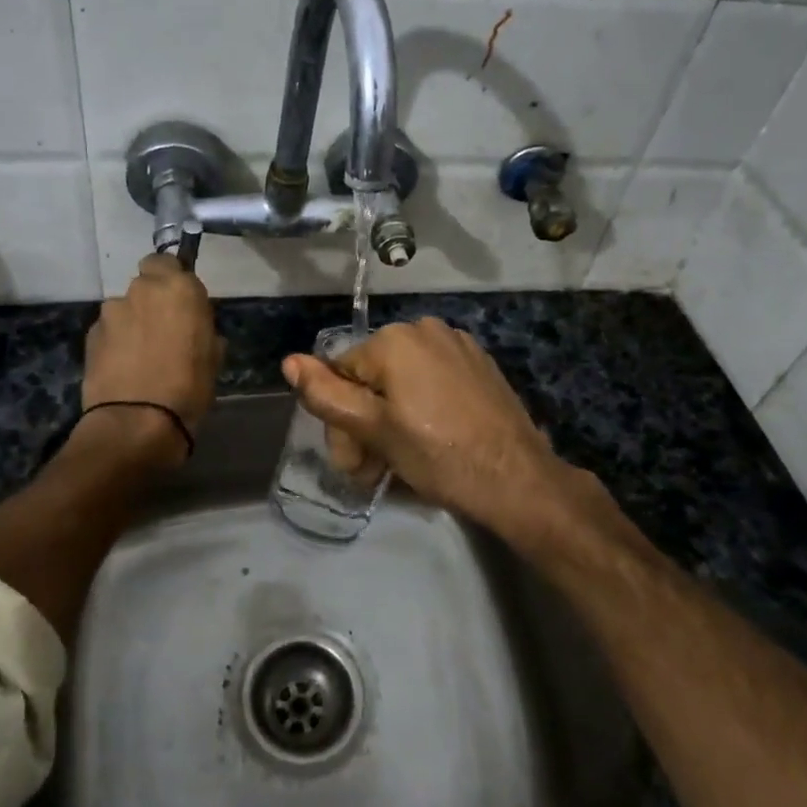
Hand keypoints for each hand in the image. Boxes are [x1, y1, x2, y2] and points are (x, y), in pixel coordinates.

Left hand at [82, 254, 223, 466]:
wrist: (137, 422)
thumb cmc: (189, 387)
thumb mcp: (213, 355)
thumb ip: (201, 327)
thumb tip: (192, 326)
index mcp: (178, 288)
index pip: (168, 261)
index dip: (172, 279)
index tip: (181, 301)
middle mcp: (141, 290)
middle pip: (144, 283)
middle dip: (152, 300)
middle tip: (164, 329)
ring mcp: (111, 312)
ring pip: (124, 308)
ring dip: (132, 322)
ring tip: (141, 354)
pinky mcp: (90, 336)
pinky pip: (109, 331)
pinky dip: (116, 342)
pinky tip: (124, 367)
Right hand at [281, 317, 577, 546]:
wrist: (517, 479)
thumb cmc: (440, 455)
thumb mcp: (375, 430)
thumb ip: (327, 396)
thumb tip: (289, 362)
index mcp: (394, 340)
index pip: (341, 375)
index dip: (341, 423)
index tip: (356, 463)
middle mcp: (424, 328)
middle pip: (372, 377)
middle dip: (365, 423)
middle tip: (375, 470)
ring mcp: (457, 344)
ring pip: (402, 380)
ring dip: (392, 418)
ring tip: (403, 460)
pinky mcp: (479, 364)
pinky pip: (432, 380)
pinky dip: (423, 407)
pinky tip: (434, 440)